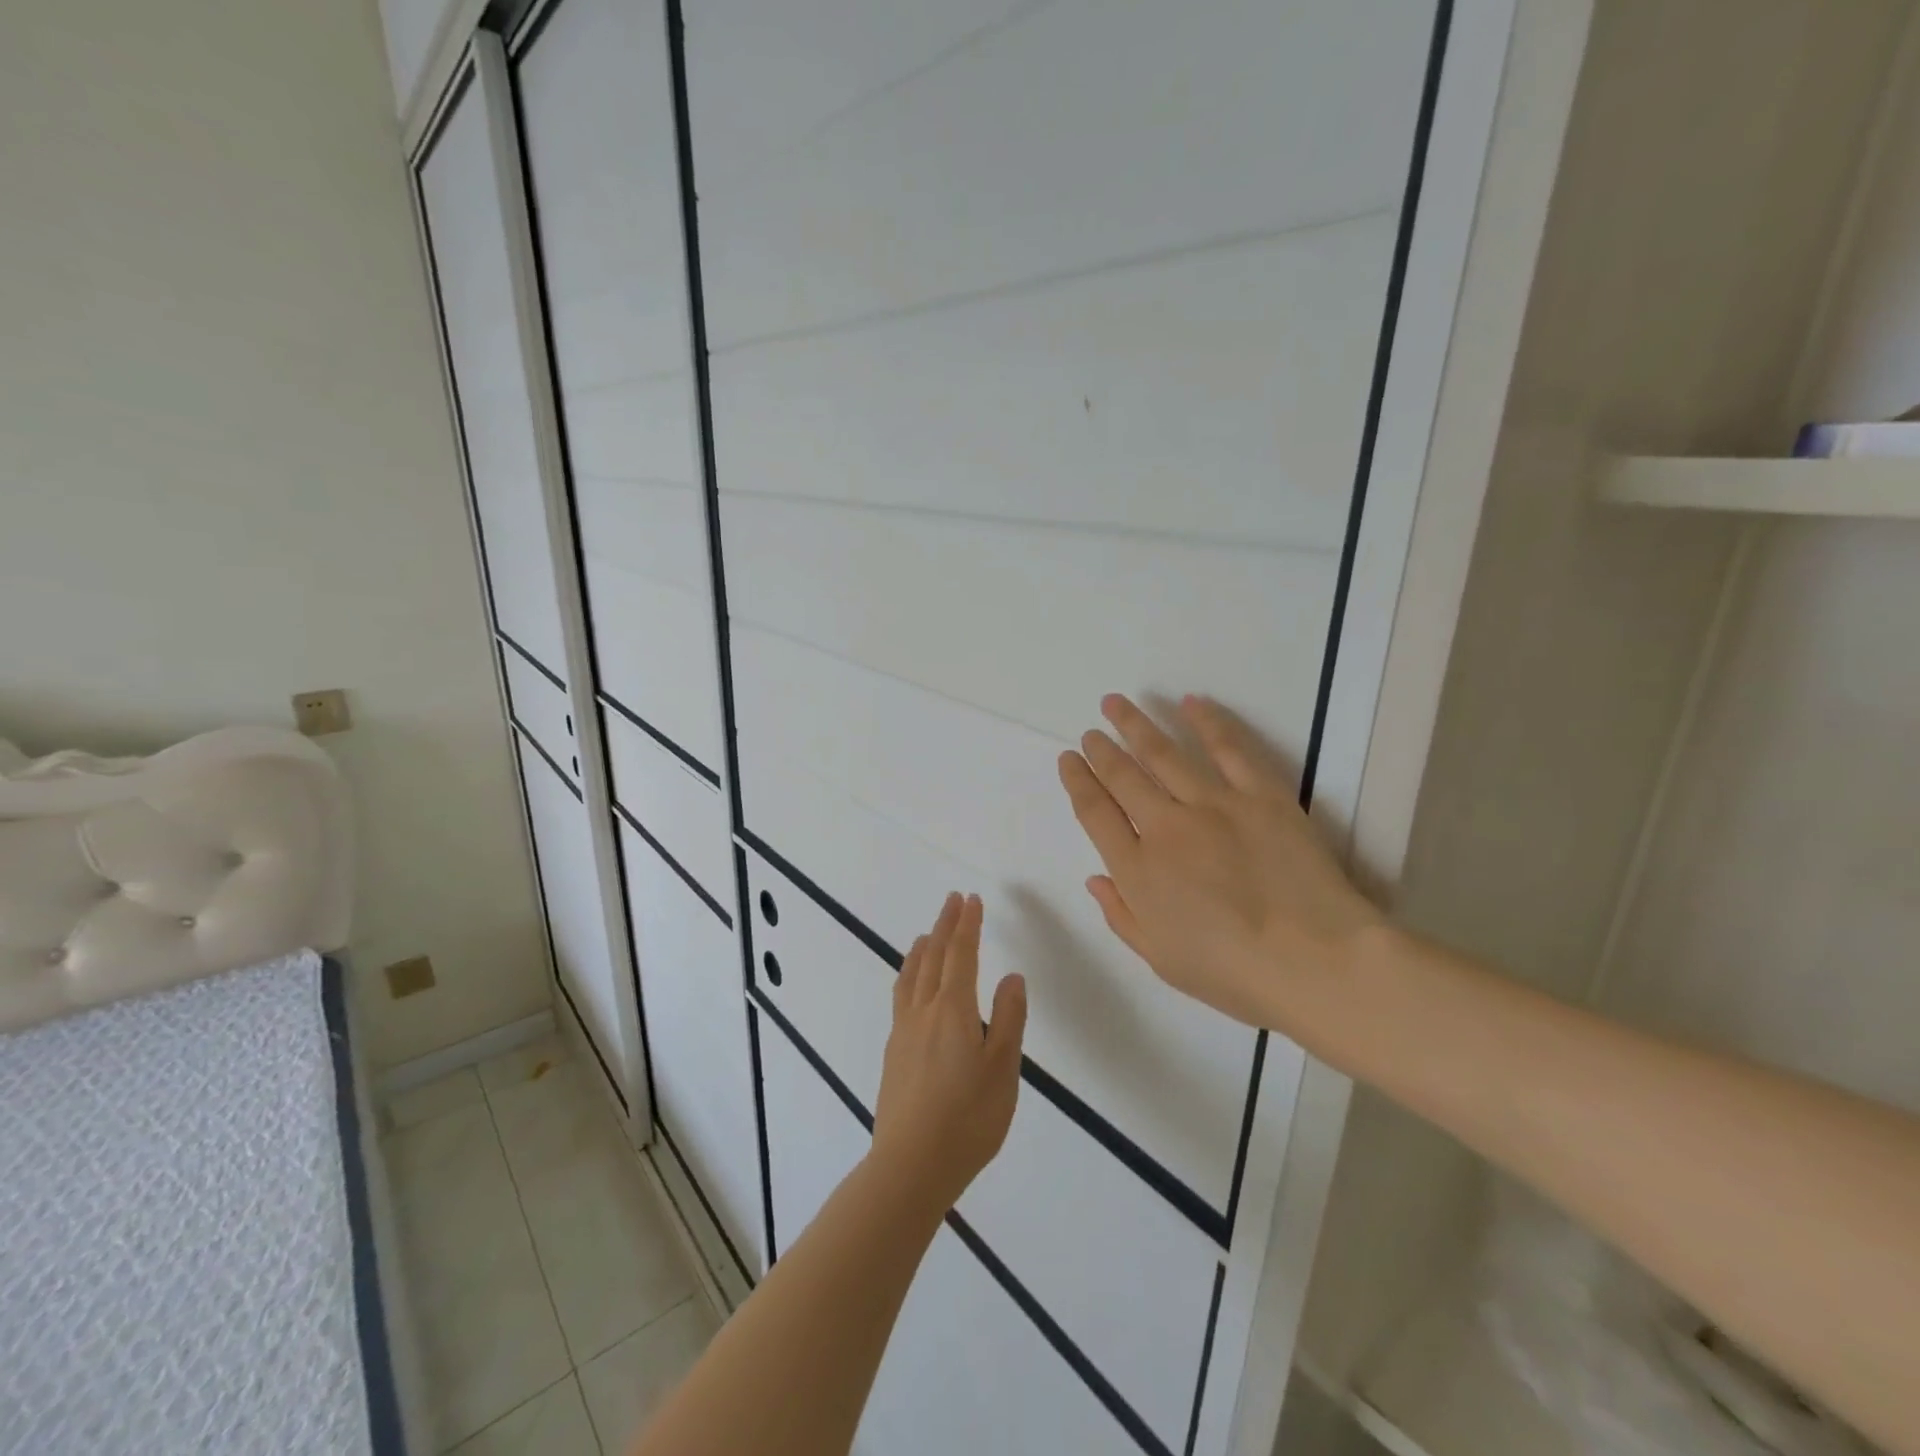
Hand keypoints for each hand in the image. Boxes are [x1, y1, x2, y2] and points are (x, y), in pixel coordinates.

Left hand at [870, 893, 1027, 1217]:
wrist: (911, 1165)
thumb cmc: (968, 1119)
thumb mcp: (1003, 1070)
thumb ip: (1009, 1020)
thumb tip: (1012, 976)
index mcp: (954, 1010)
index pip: (961, 955)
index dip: (968, 925)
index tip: (971, 901)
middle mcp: (924, 1012)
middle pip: (934, 957)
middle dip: (945, 925)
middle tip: (953, 901)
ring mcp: (903, 1032)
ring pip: (911, 976)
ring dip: (922, 949)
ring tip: (928, 934)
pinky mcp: (894, 1053)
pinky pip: (902, 997)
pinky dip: (910, 975)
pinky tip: (913, 988)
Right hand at [1057, 694, 1381, 1029]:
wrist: (1316, 962)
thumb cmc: (1233, 973)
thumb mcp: (1162, 959)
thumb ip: (1122, 916)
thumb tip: (1096, 878)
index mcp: (1138, 871)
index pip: (1095, 813)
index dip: (1077, 782)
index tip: (1068, 760)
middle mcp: (1165, 827)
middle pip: (1123, 776)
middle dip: (1101, 750)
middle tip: (1090, 731)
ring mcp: (1213, 805)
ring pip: (1163, 753)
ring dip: (1135, 725)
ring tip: (1116, 704)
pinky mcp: (1260, 795)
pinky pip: (1228, 748)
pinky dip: (1207, 722)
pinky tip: (1190, 702)